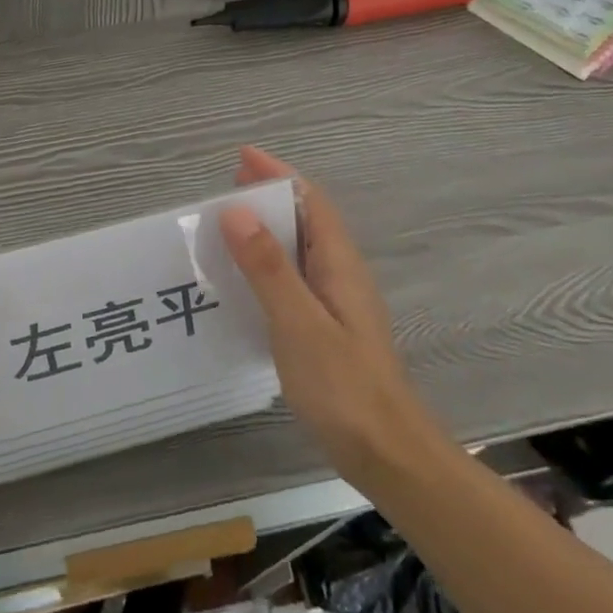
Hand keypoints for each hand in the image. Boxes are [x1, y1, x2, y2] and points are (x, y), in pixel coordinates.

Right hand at [221, 146, 443, 482]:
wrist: (388, 455)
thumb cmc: (344, 386)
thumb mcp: (299, 323)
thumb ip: (268, 267)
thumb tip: (236, 210)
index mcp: (338, 265)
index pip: (310, 202)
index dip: (278, 175)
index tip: (242, 157)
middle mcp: (340, 275)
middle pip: (306, 220)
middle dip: (269, 195)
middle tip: (225, 185)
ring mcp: (336, 303)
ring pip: (298, 249)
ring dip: (266, 228)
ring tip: (225, 225)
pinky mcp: (327, 328)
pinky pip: (293, 277)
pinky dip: (266, 262)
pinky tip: (243, 280)